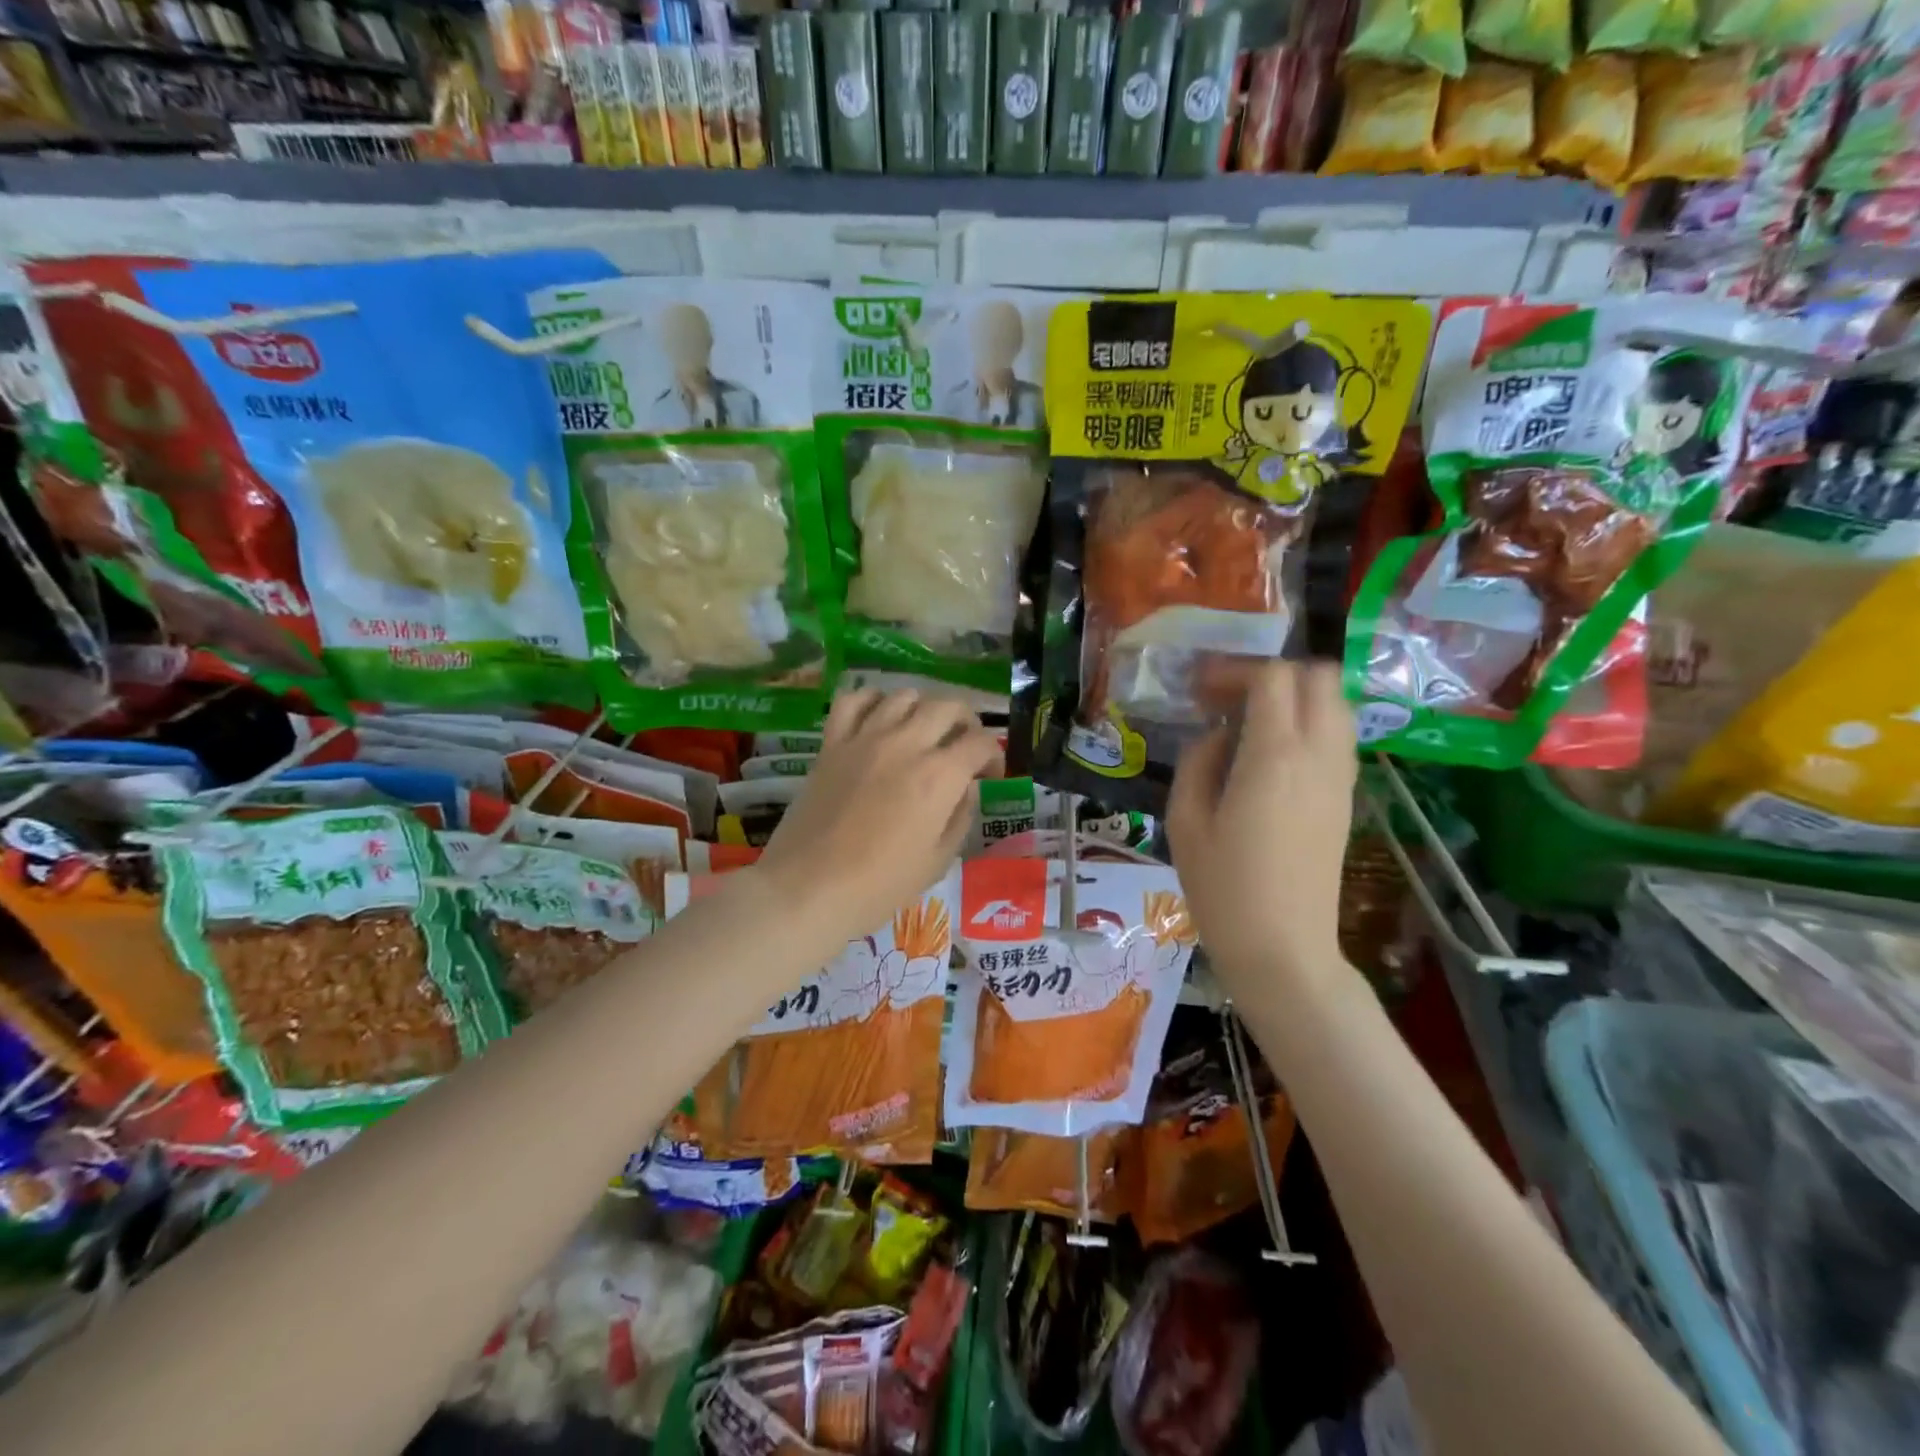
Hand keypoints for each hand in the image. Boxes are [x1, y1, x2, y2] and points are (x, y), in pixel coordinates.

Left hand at [757, 688, 999, 939]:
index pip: (981, 743)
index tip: (989, 775)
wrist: (807, 889)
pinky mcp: (831, 743)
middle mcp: (906, 744)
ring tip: (922, 732)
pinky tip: (878, 719)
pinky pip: (853, 700)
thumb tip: (966, 789)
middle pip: (948, 707)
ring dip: (922, 709)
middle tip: (963, 747)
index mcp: (939, 776)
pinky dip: (871, 701)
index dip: (993, 756)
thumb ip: (959, 817)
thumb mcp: (936, 861)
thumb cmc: (879, 886)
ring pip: (904, 696)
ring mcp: (865, 738)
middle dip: (966, 723)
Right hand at [1167, 660, 1356, 994]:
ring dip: (1296, 698)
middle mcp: (1319, 755)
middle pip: (1319, 677)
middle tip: (1229, 699)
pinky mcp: (1347, 799)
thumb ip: (1198, 761)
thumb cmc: (1222, 889)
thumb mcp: (1185, 821)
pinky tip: (1271, 756)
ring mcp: (1340, 777)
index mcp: (1274, 756)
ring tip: (1250, 724)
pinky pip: (1338, 737)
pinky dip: (1309, 725)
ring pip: (1337, 704)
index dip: (1235, 670)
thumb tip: (1218, 735)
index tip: (1201, 689)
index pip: (1273, 677)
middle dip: (1272, 674)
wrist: (1283, 950)